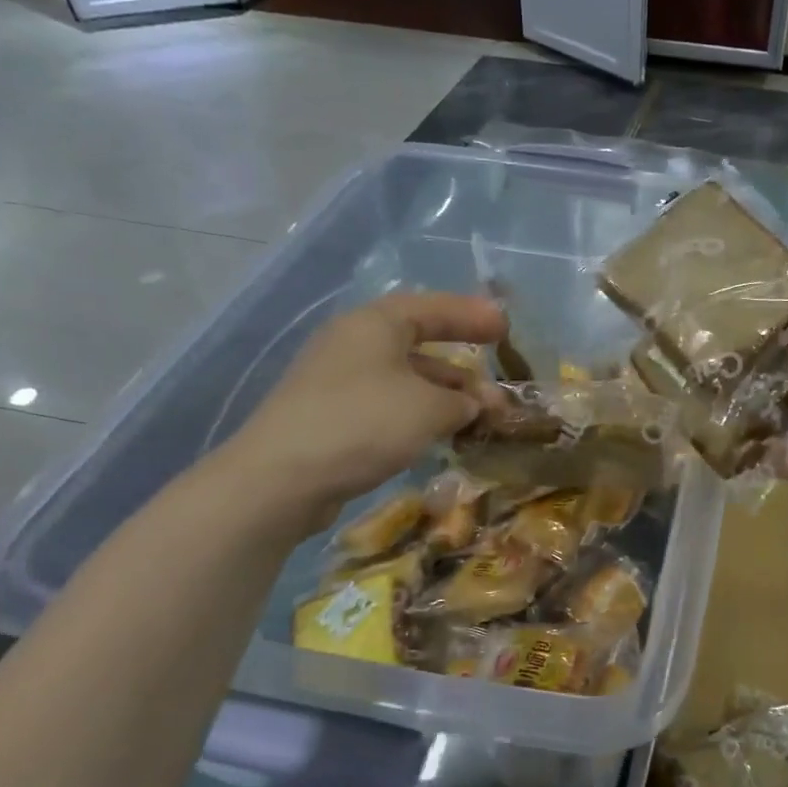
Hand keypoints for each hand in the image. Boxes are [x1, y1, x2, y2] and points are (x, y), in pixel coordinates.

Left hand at [214, 292, 507, 535]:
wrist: (281, 478)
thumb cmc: (364, 423)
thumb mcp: (429, 408)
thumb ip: (463, 401)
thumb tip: (475, 404)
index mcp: (375, 324)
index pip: (433, 308)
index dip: (472, 316)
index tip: (505, 328)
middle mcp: (354, 343)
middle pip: (420, 345)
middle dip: (463, 369)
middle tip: (498, 392)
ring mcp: (338, 380)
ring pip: (405, 380)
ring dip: (444, 397)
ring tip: (478, 420)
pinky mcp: (331, 416)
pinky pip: (388, 405)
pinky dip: (419, 415)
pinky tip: (439, 436)